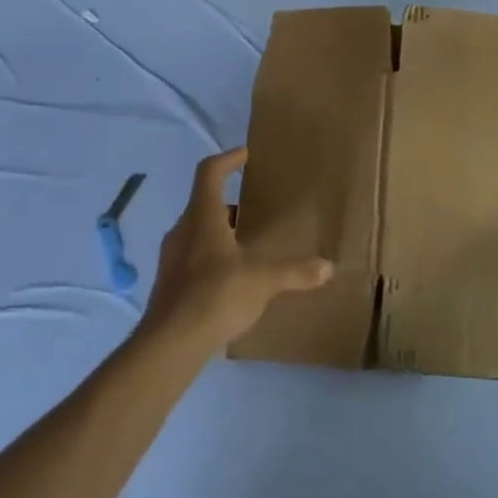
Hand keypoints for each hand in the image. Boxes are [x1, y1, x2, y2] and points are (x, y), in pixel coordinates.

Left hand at [141, 149, 333, 348]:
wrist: (170, 343)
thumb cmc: (217, 294)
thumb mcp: (263, 280)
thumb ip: (295, 271)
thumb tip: (328, 266)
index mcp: (202, 216)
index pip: (209, 172)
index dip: (228, 159)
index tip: (245, 155)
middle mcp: (183, 230)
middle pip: (204, 203)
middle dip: (231, 203)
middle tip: (256, 208)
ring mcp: (172, 257)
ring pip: (198, 232)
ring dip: (221, 232)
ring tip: (248, 245)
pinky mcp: (169, 283)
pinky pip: (193, 257)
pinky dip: (213, 257)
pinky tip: (233, 279)